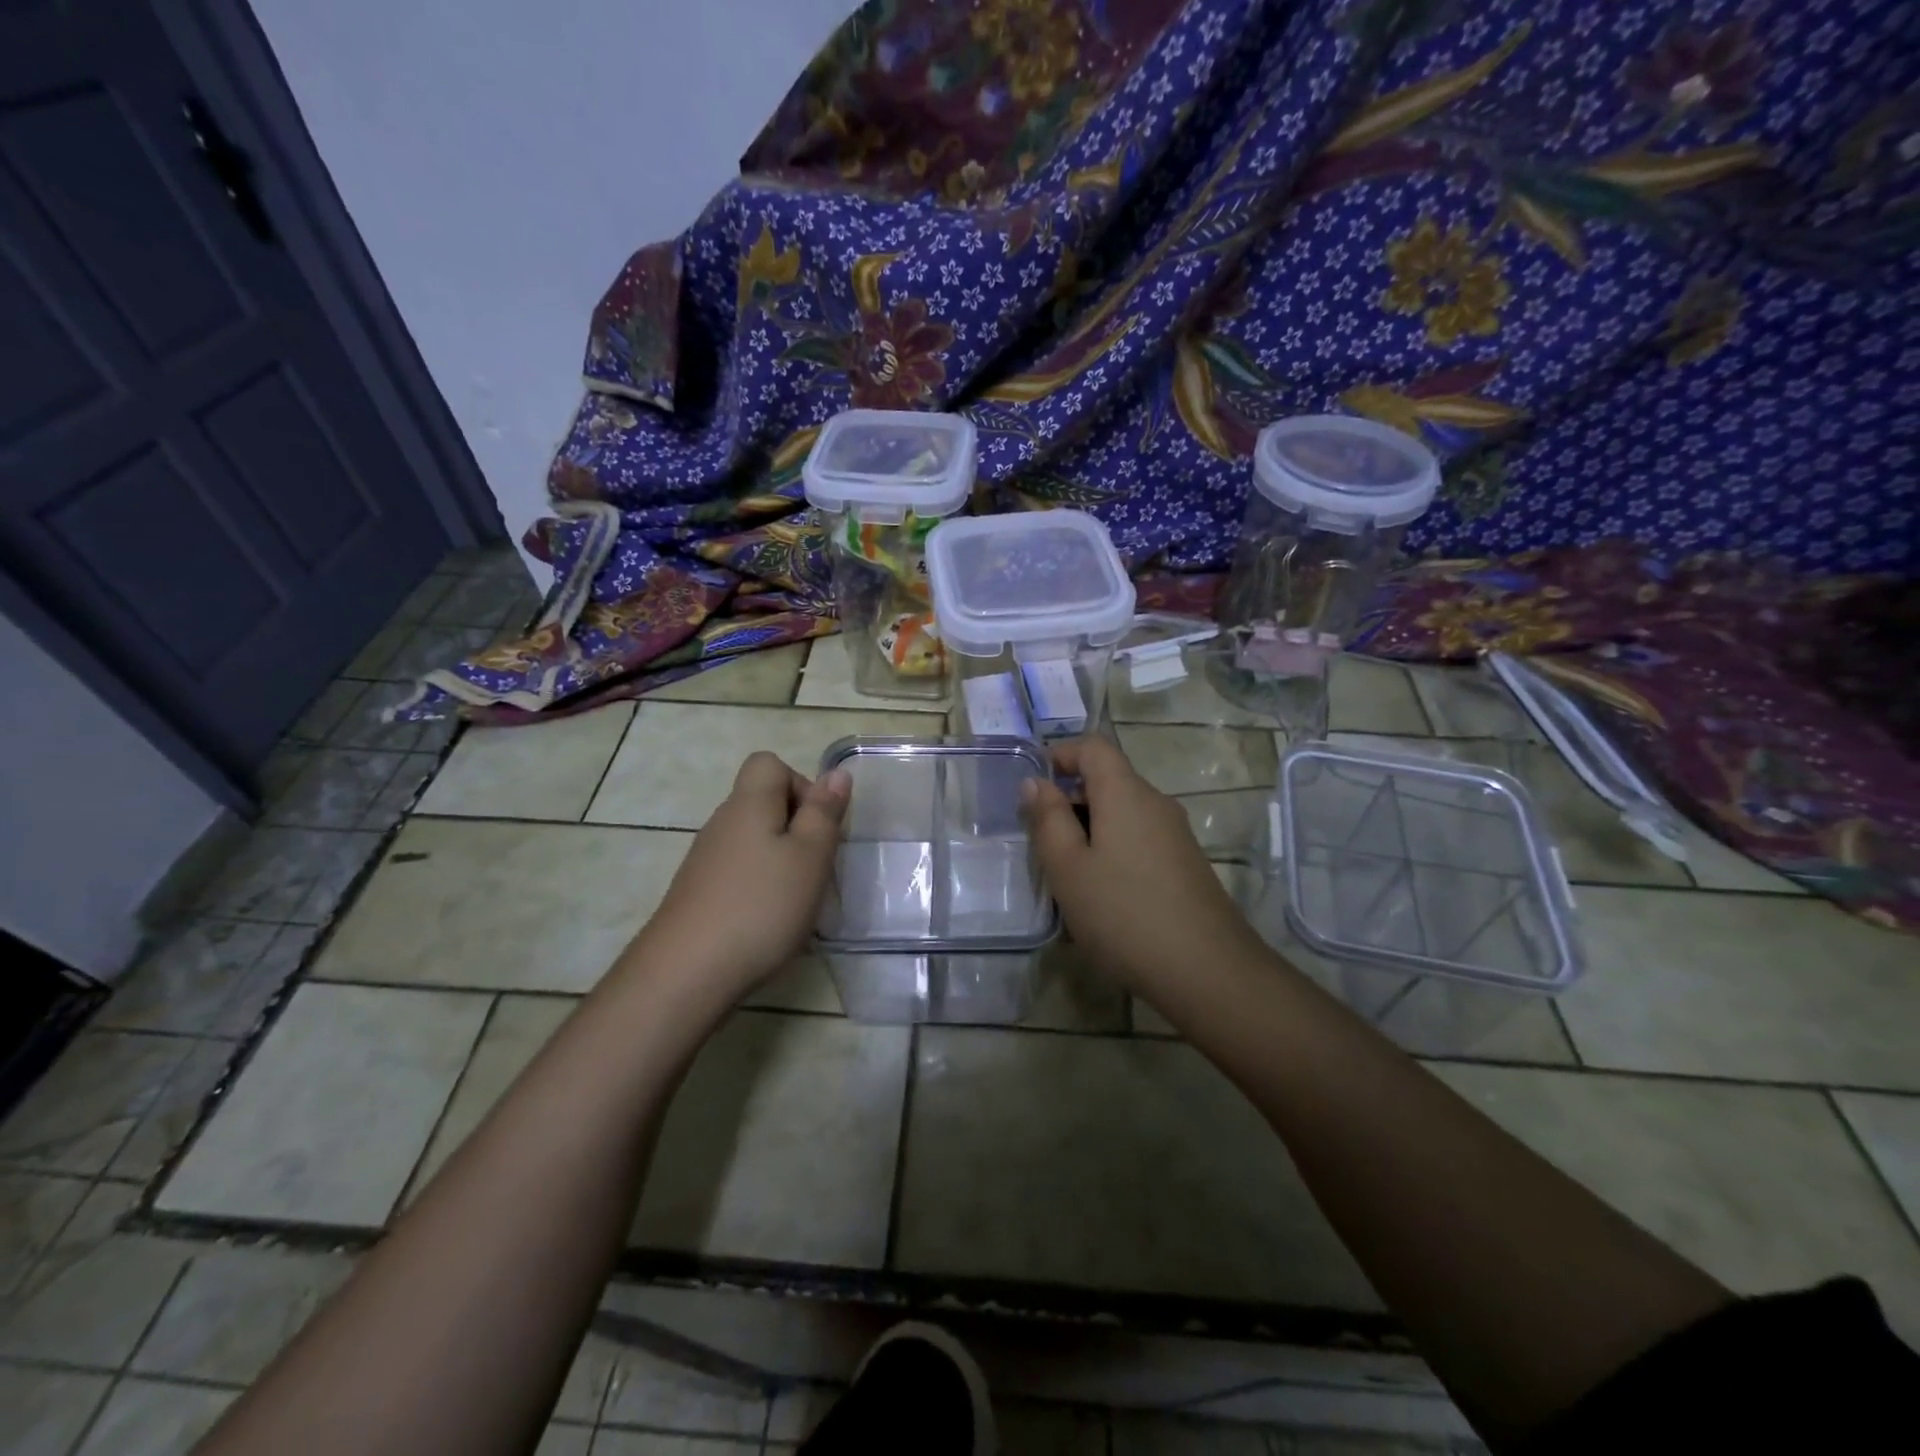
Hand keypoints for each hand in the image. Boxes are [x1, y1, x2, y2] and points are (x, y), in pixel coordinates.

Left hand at [640, 752, 850, 998]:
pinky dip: (760, 885)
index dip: (801, 784)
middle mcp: (722, 823)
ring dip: (781, 859)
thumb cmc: (761, 906)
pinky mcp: (698, 892)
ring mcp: (706, 859)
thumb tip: (837, 773)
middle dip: (798, 827)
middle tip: (816, 866)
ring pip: (753, 839)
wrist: (686, 972)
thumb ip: (825, 812)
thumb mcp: (810, 856)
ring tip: (797, 898)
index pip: (768, 764)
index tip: (818, 825)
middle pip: (763, 802)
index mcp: (748, 804)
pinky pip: (739, 870)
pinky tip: (768, 920)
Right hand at [1022, 737, 1261, 993]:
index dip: (1061, 754)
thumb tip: (1035, 782)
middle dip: (1069, 800)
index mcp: (1126, 793)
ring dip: (1088, 831)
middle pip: (1108, 781)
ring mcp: (1176, 835)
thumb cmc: (1124, 913)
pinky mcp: (1185, 864)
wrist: (1207, 971)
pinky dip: (1112, 851)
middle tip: (1041, 842)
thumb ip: (1048, 819)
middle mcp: (1156, 803)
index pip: (1094, 747)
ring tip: (1066, 876)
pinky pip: (1139, 840)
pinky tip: (1101, 896)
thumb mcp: (1068, 868)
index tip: (1033, 785)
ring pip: (1122, 815)